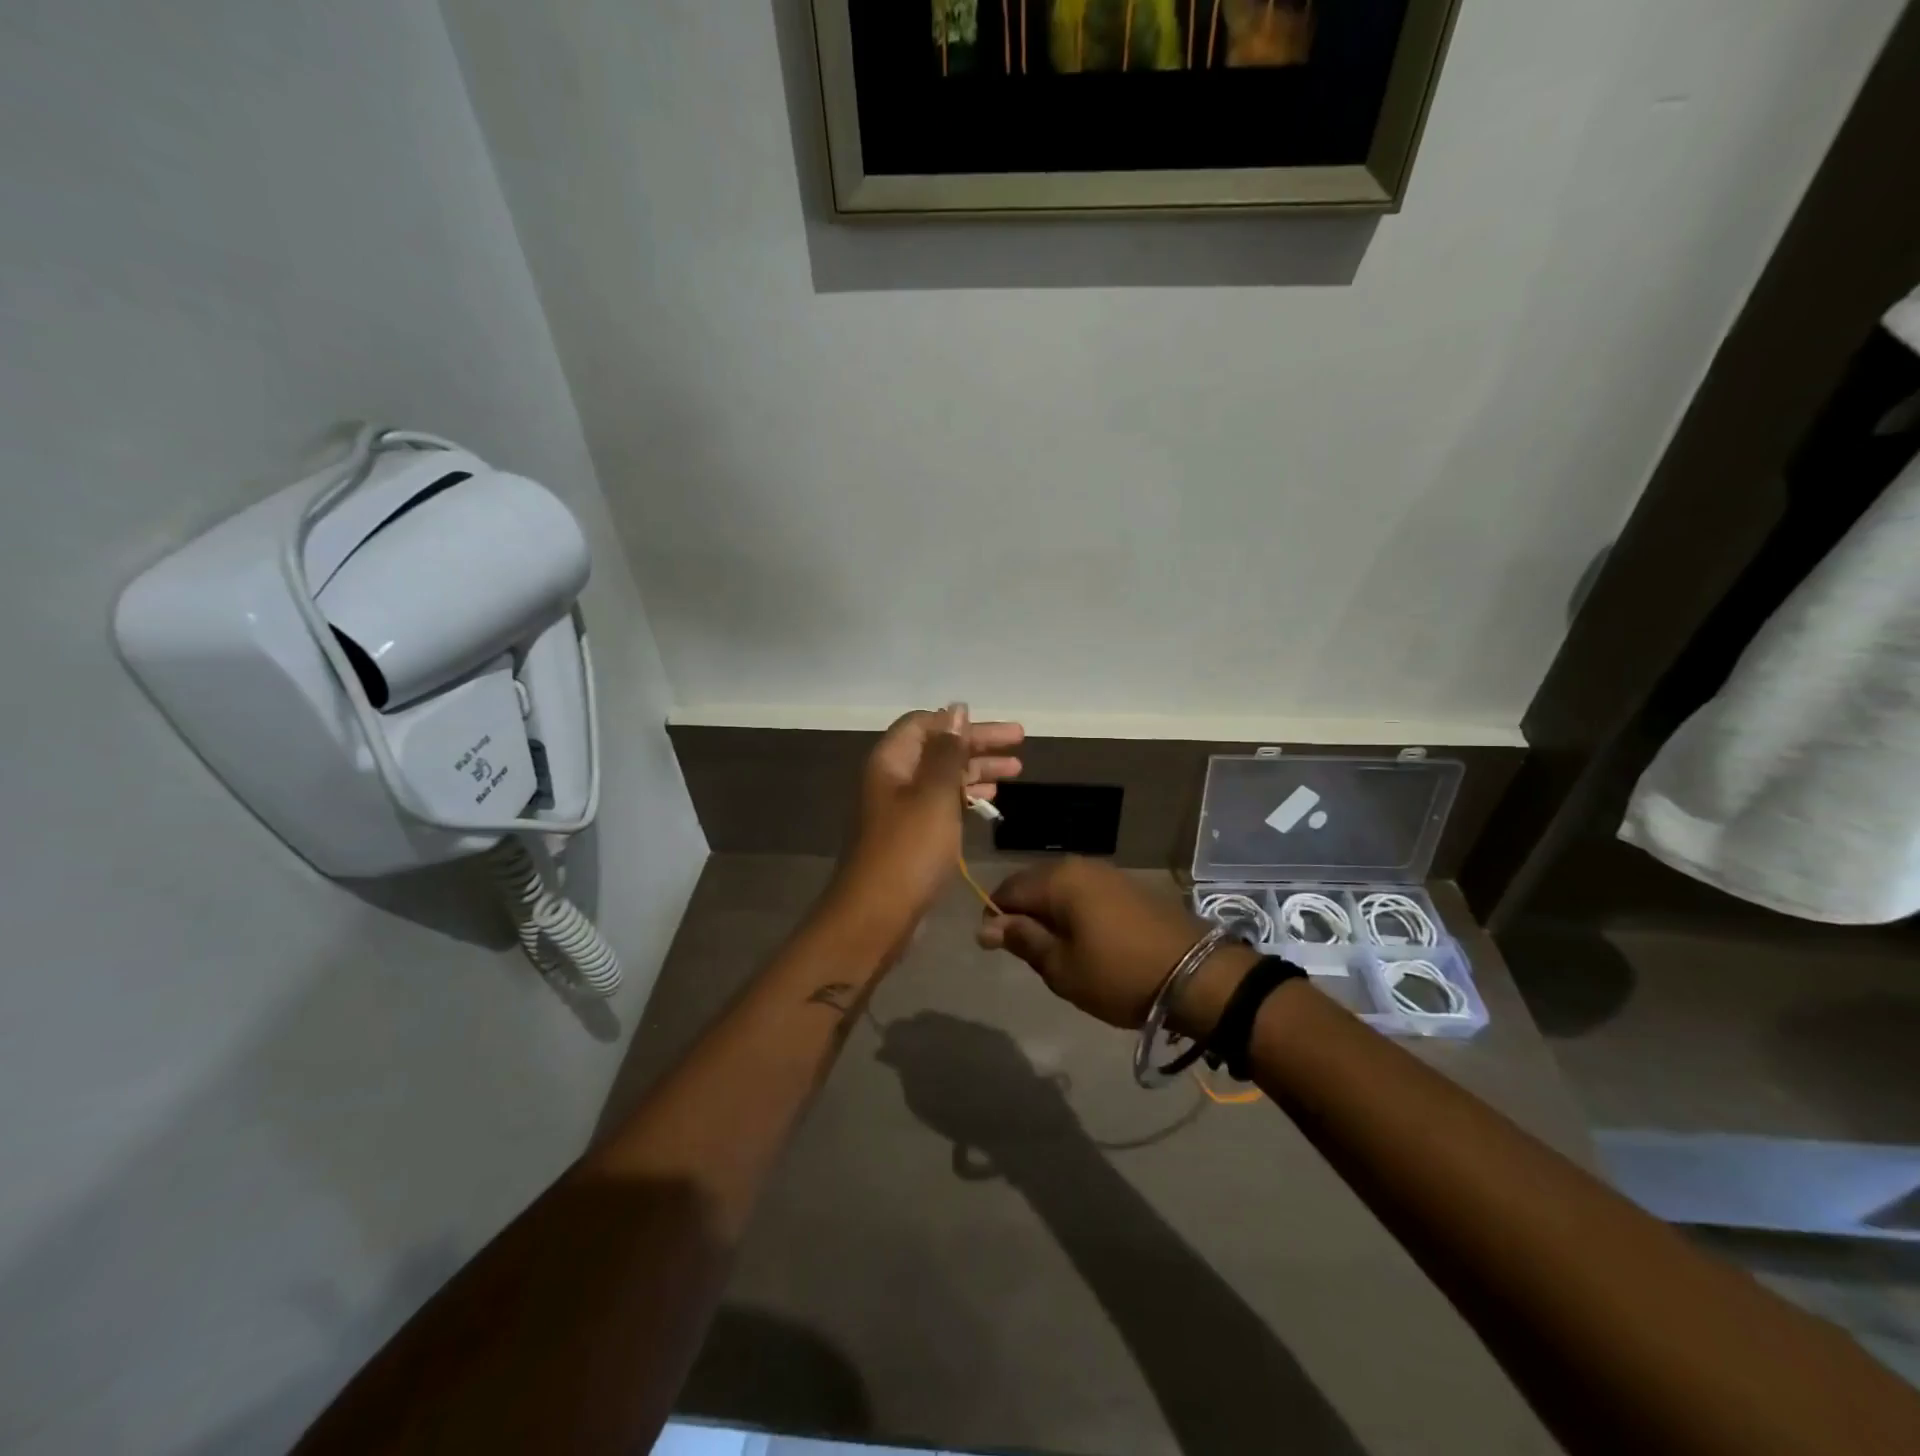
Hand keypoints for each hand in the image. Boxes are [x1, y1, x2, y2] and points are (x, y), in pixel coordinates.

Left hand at [832, 705, 1022, 935]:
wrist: (876, 915)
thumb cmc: (908, 849)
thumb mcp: (934, 794)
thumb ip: (948, 751)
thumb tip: (957, 709)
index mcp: (892, 761)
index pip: (925, 723)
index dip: (961, 722)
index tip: (1000, 730)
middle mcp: (893, 779)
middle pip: (938, 748)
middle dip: (978, 744)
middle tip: (1020, 744)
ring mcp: (901, 809)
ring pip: (943, 777)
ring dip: (977, 770)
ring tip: (1016, 770)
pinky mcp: (911, 836)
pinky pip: (942, 803)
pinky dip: (966, 797)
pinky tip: (990, 800)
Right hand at [978, 858, 1232, 1029]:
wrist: (1197, 976)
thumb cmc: (1119, 975)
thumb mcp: (1061, 967)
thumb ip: (1023, 940)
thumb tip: (987, 924)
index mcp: (1058, 879)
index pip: (1007, 890)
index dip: (995, 919)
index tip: (1000, 951)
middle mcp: (1080, 865)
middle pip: (1033, 884)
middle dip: (1023, 915)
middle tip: (1031, 955)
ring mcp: (1107, 873)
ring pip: (1060, 889)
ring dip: (1050, 915)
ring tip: (1058, 952)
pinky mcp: (1128, 886)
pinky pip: (1085, 893)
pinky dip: (1075, 913)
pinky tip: (1086, 941)